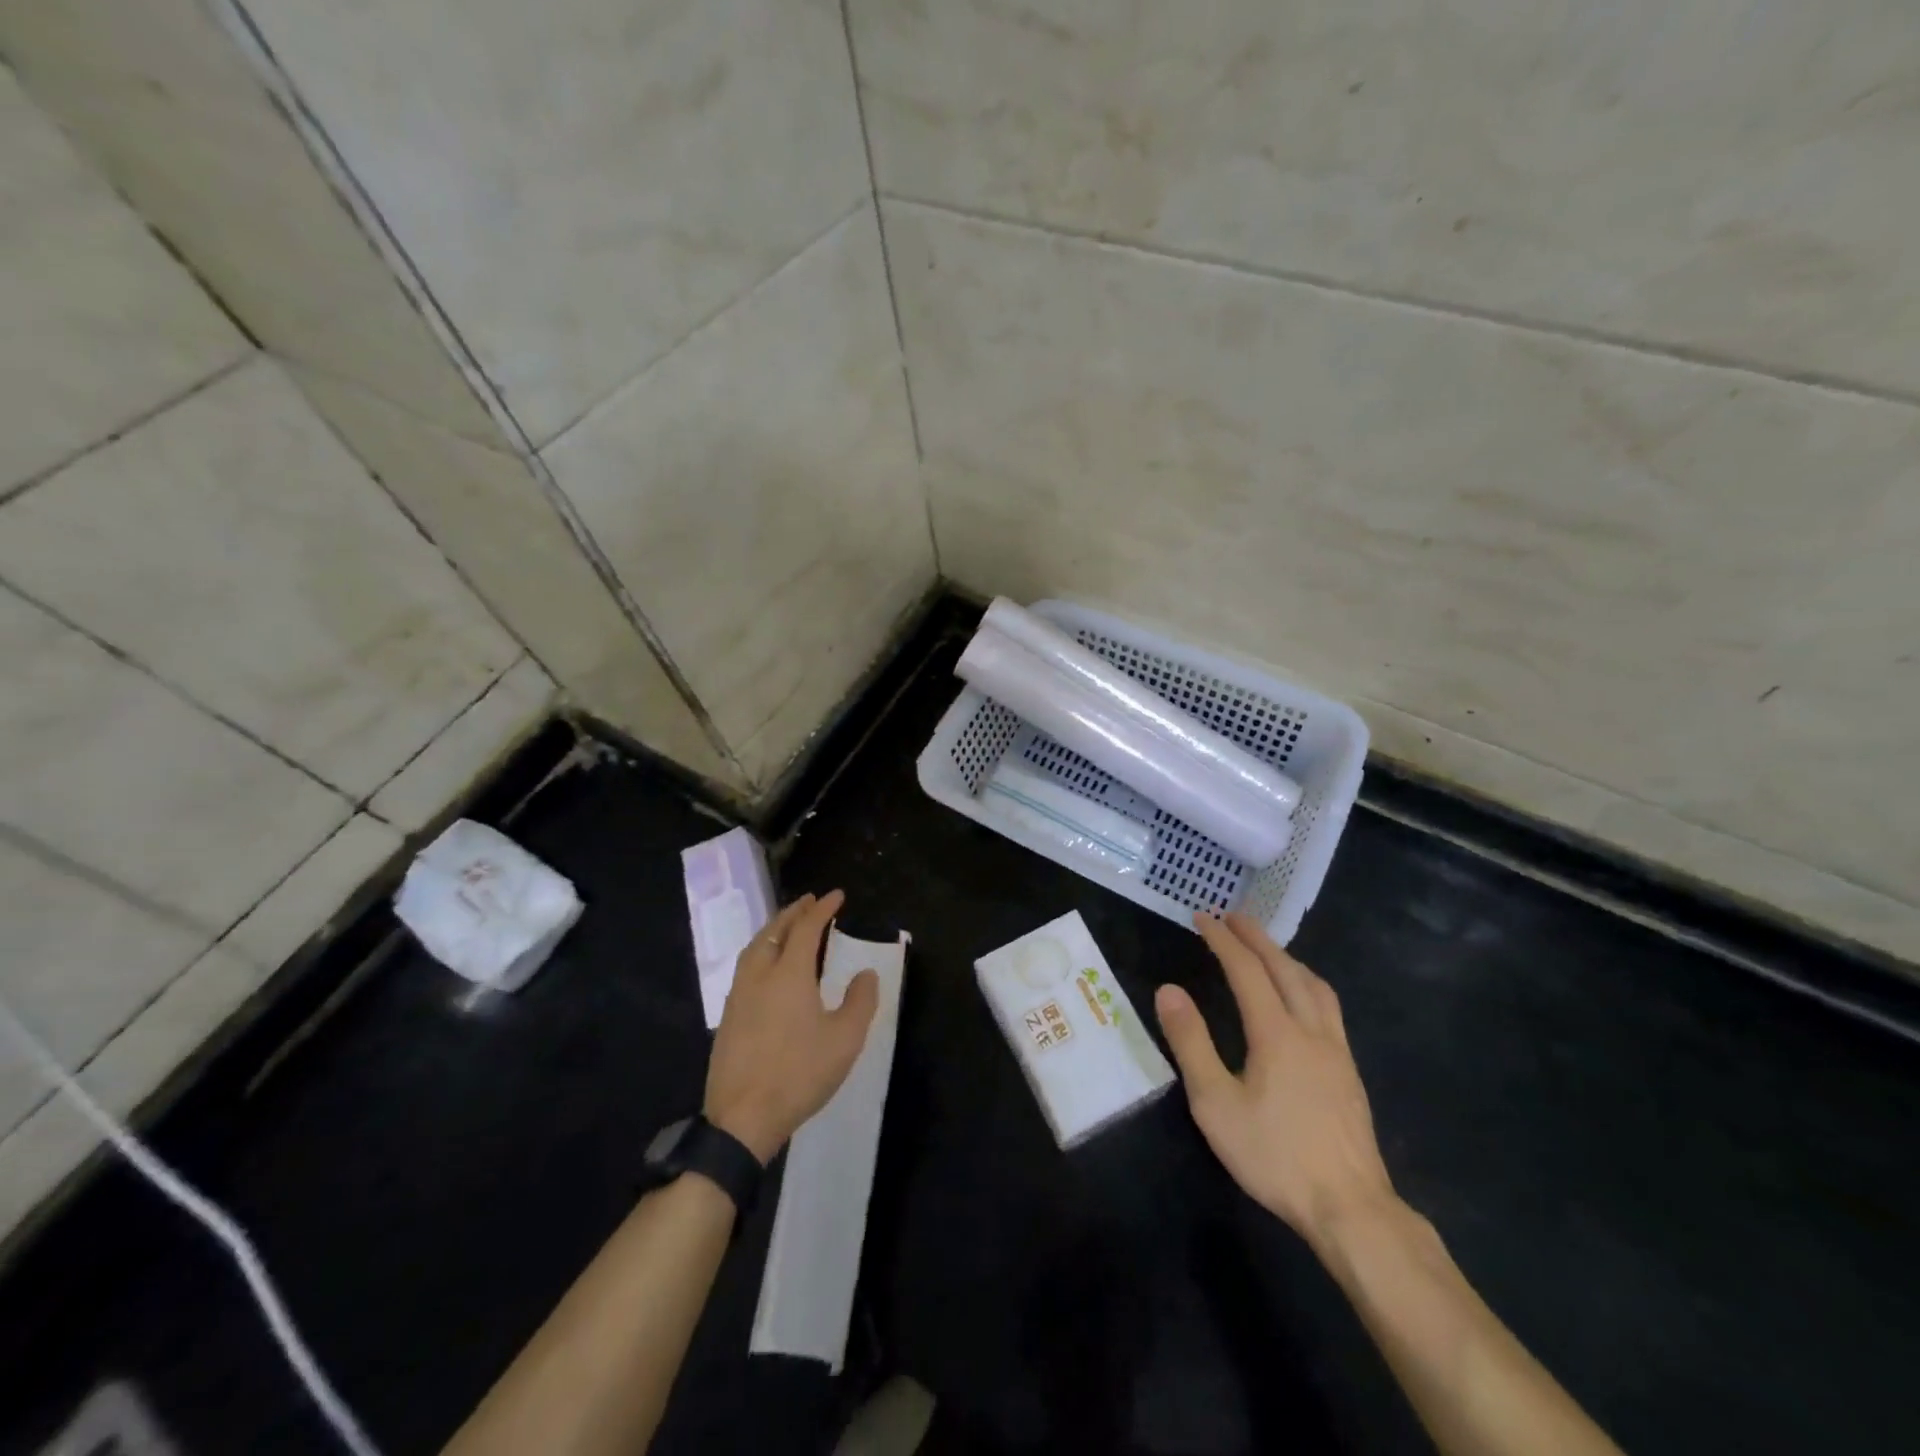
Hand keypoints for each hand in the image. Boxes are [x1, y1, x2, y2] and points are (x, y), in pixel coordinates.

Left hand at [703, 890, 877, 1162]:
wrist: (743, 1118)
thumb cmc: (799, 1074)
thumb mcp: (844, 1039)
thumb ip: (860, 1001)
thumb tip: (866, 974)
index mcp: (789, 973)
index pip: (806, 928)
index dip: (822, 908)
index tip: (836, 895)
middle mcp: (759, 975)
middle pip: (775, 931)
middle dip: (794, 912)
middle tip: (810, 901)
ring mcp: (738, 995)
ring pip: (755, 947)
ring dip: (773, 929)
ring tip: (788, 925)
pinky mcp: (728, 1017)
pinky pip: (745, 967)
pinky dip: (761, 951)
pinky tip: (767, 966)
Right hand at [1156, 912, 1396, 1252]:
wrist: (1351, 1208)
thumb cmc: (1274, 1156)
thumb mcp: (1216, 1103)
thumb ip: (1191, 1043)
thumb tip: (1169, 990)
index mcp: (1276, 1032)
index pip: (1246, 970)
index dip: (1222, 940)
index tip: (1202, 917)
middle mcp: (1310, 1029)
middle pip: (1284, 968)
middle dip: (1256, 937)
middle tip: (1232, 917)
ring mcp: (1336, 1050)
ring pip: (1314, 984)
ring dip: (1286, 957)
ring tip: (1267, 949)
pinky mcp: (1349, 1071)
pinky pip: (1328, 1006)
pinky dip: (1307, 982)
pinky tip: (1302, 999)